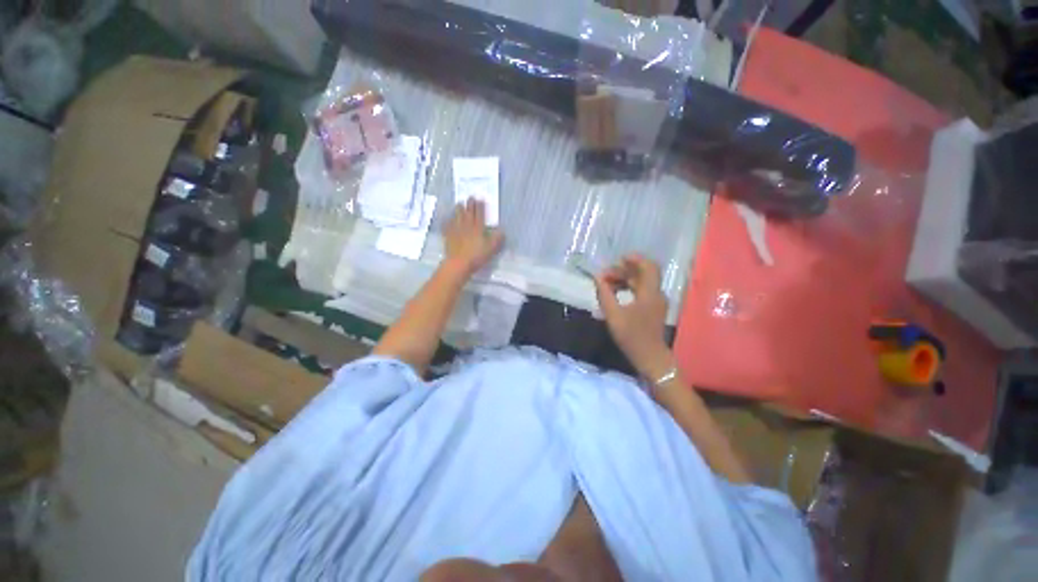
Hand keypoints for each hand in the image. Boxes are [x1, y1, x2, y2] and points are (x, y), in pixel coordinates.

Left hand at [442, 199, 503, 276]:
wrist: (459, 263)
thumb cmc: (477, 256)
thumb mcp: (491, 248)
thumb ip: (497, 239)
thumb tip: (501, 231)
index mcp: (478, 228)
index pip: (479, 214)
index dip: (480, 206)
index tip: (480, 199)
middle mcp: (467, 226)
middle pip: (468, 213)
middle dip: (469, 204)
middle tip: (470, 197)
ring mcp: (456, 230)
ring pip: (457, 216)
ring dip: (458, 209)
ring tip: (459, 204)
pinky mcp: (448, 236)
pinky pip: (448, 226)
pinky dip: (448, 221)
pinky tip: (447, 219)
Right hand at [594, 254, 674, 380]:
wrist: (650, 358)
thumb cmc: (632, 336)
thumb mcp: (613, 315)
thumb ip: (604, 294)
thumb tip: (597, 278)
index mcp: (650, 293)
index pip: (649, 267)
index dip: (635, 259)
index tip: (618, 259)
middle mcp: (656, 294)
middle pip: (643, 274)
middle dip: (624, 270)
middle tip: (605, 274)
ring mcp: (656, 302)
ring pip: (641, 282)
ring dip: (625, 279)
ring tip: (606, 283)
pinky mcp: (653, 309)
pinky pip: (641, 291)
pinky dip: (628, 288)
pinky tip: (615, 293)